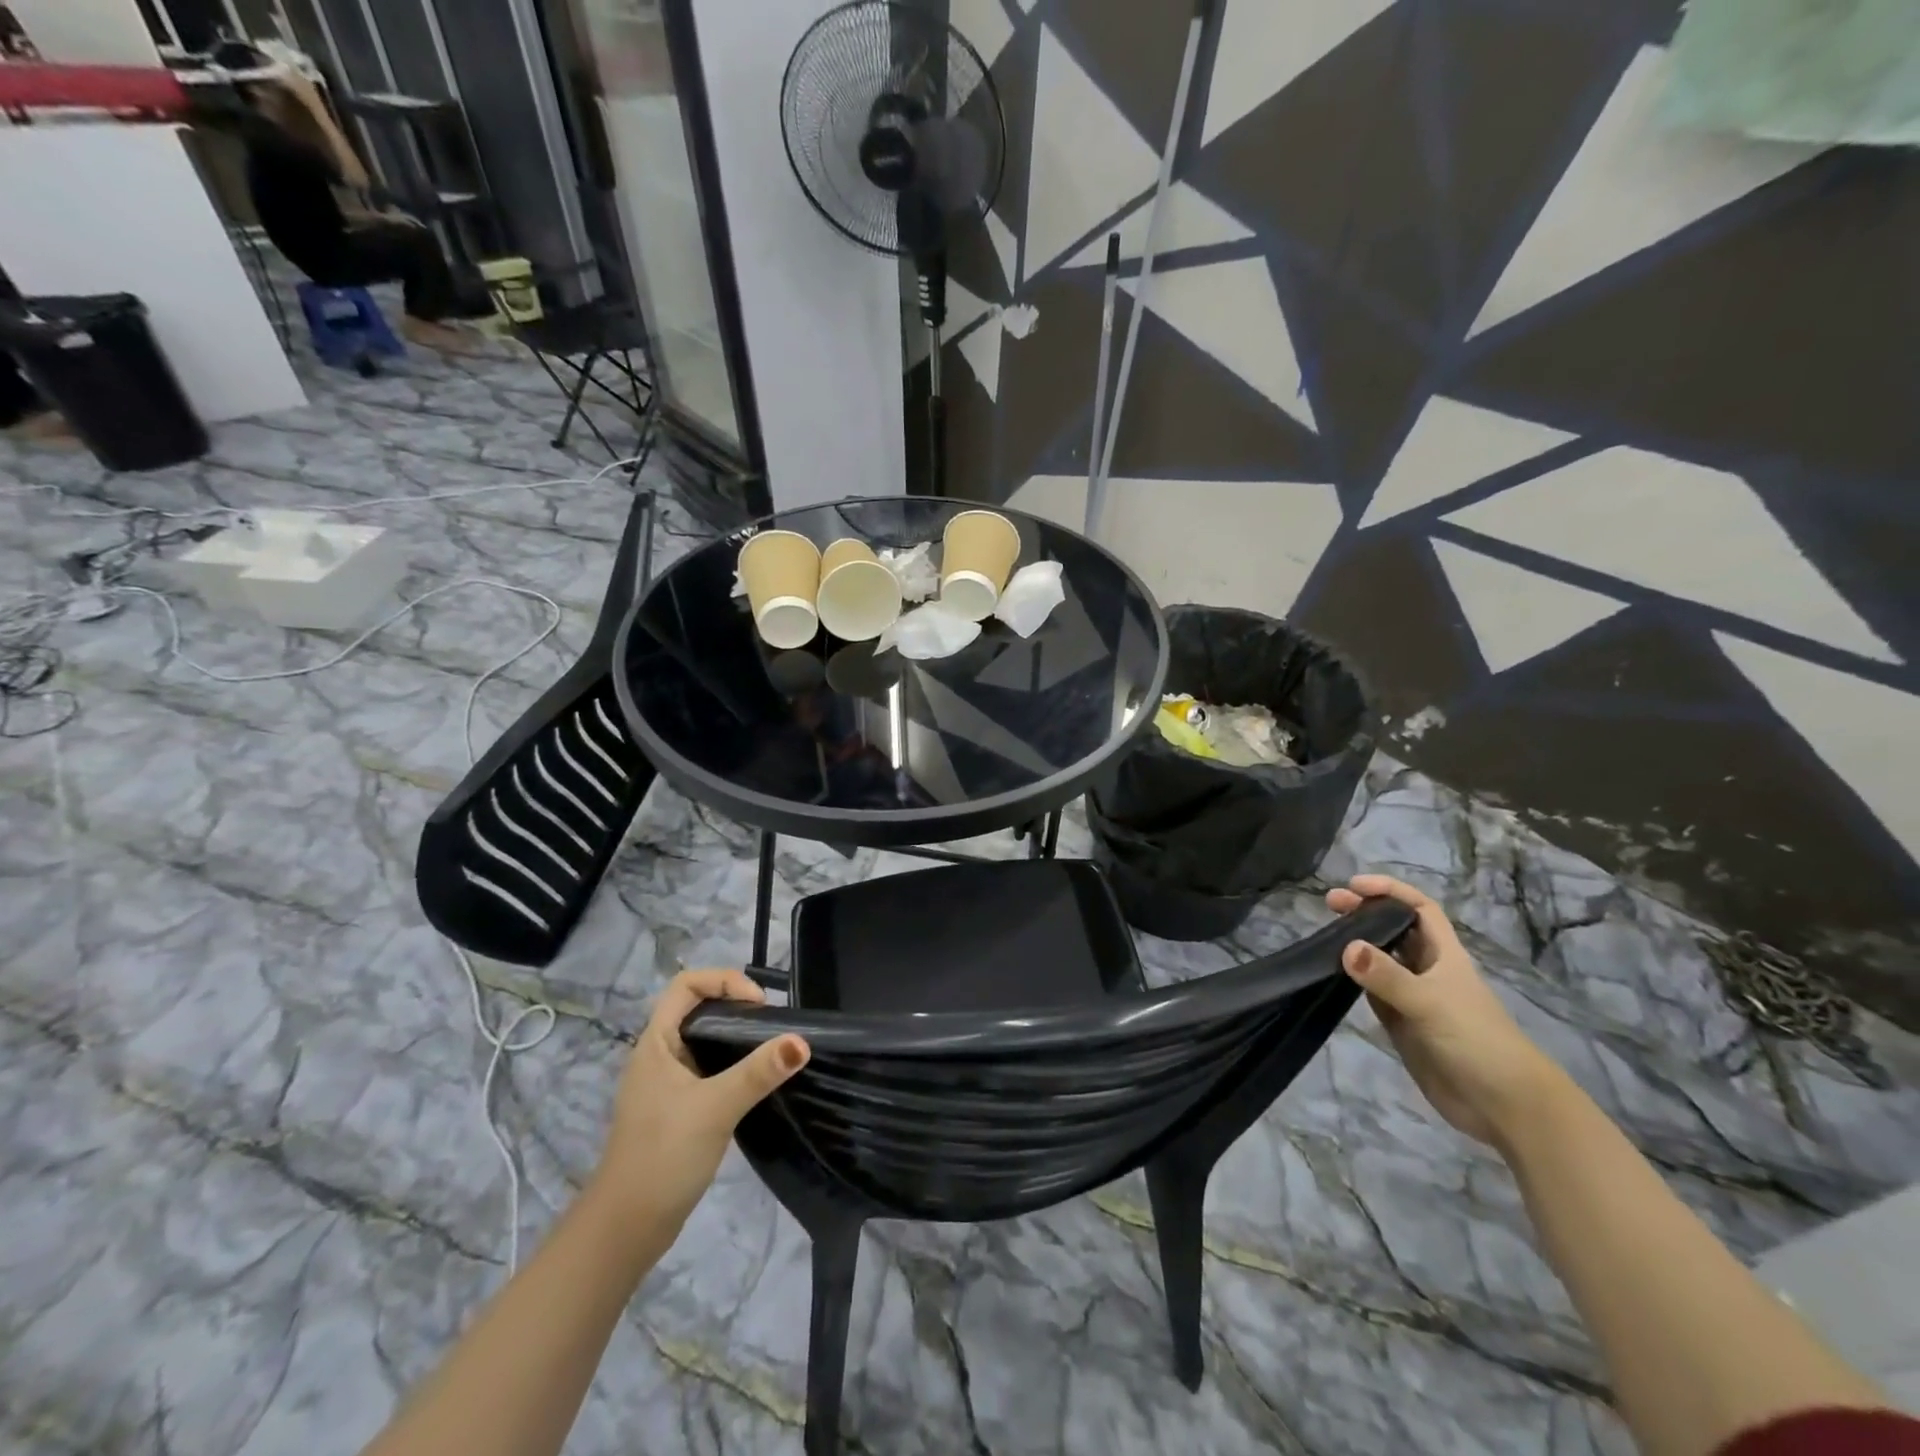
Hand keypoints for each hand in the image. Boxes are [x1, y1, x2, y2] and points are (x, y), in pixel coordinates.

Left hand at [591, 971, 808, 1235]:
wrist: (626, 1230)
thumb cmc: (663, 1155)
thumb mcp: (716, 1108)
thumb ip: (759, 1072)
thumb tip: (802, 1041)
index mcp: (655, 1042)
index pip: (686, 984)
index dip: (724, 980)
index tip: (759, 1005)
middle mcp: (659, 1054)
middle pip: (698, 1008)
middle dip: (736, 1006)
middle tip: (772, 1025)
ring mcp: (667, 1083)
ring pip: (705, 1039)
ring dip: (737, 1036)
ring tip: (771, 1048)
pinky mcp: (678, 1107)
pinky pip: (709, 1068)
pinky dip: (733, 1064)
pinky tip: (756, 1082)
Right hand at [1327, 874, 1562, 1146]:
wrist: (1503, 1105)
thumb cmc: (1476, 1041)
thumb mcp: (1430, 1003)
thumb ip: (1387, 977)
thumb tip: (1346, 946)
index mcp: (1444, 955)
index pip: (1418, 909)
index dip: (1390, 891)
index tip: (1354, 885)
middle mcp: (1428, 970)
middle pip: (1395, 929)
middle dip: (1365, 912)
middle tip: (1329, 904)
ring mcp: (1414, 998)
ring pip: (1381, 960)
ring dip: (1357, 944)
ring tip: (1324, 934)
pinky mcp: (1402, 1024)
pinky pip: (1373, 992)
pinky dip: (1355, 979)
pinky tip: (1334, 974)